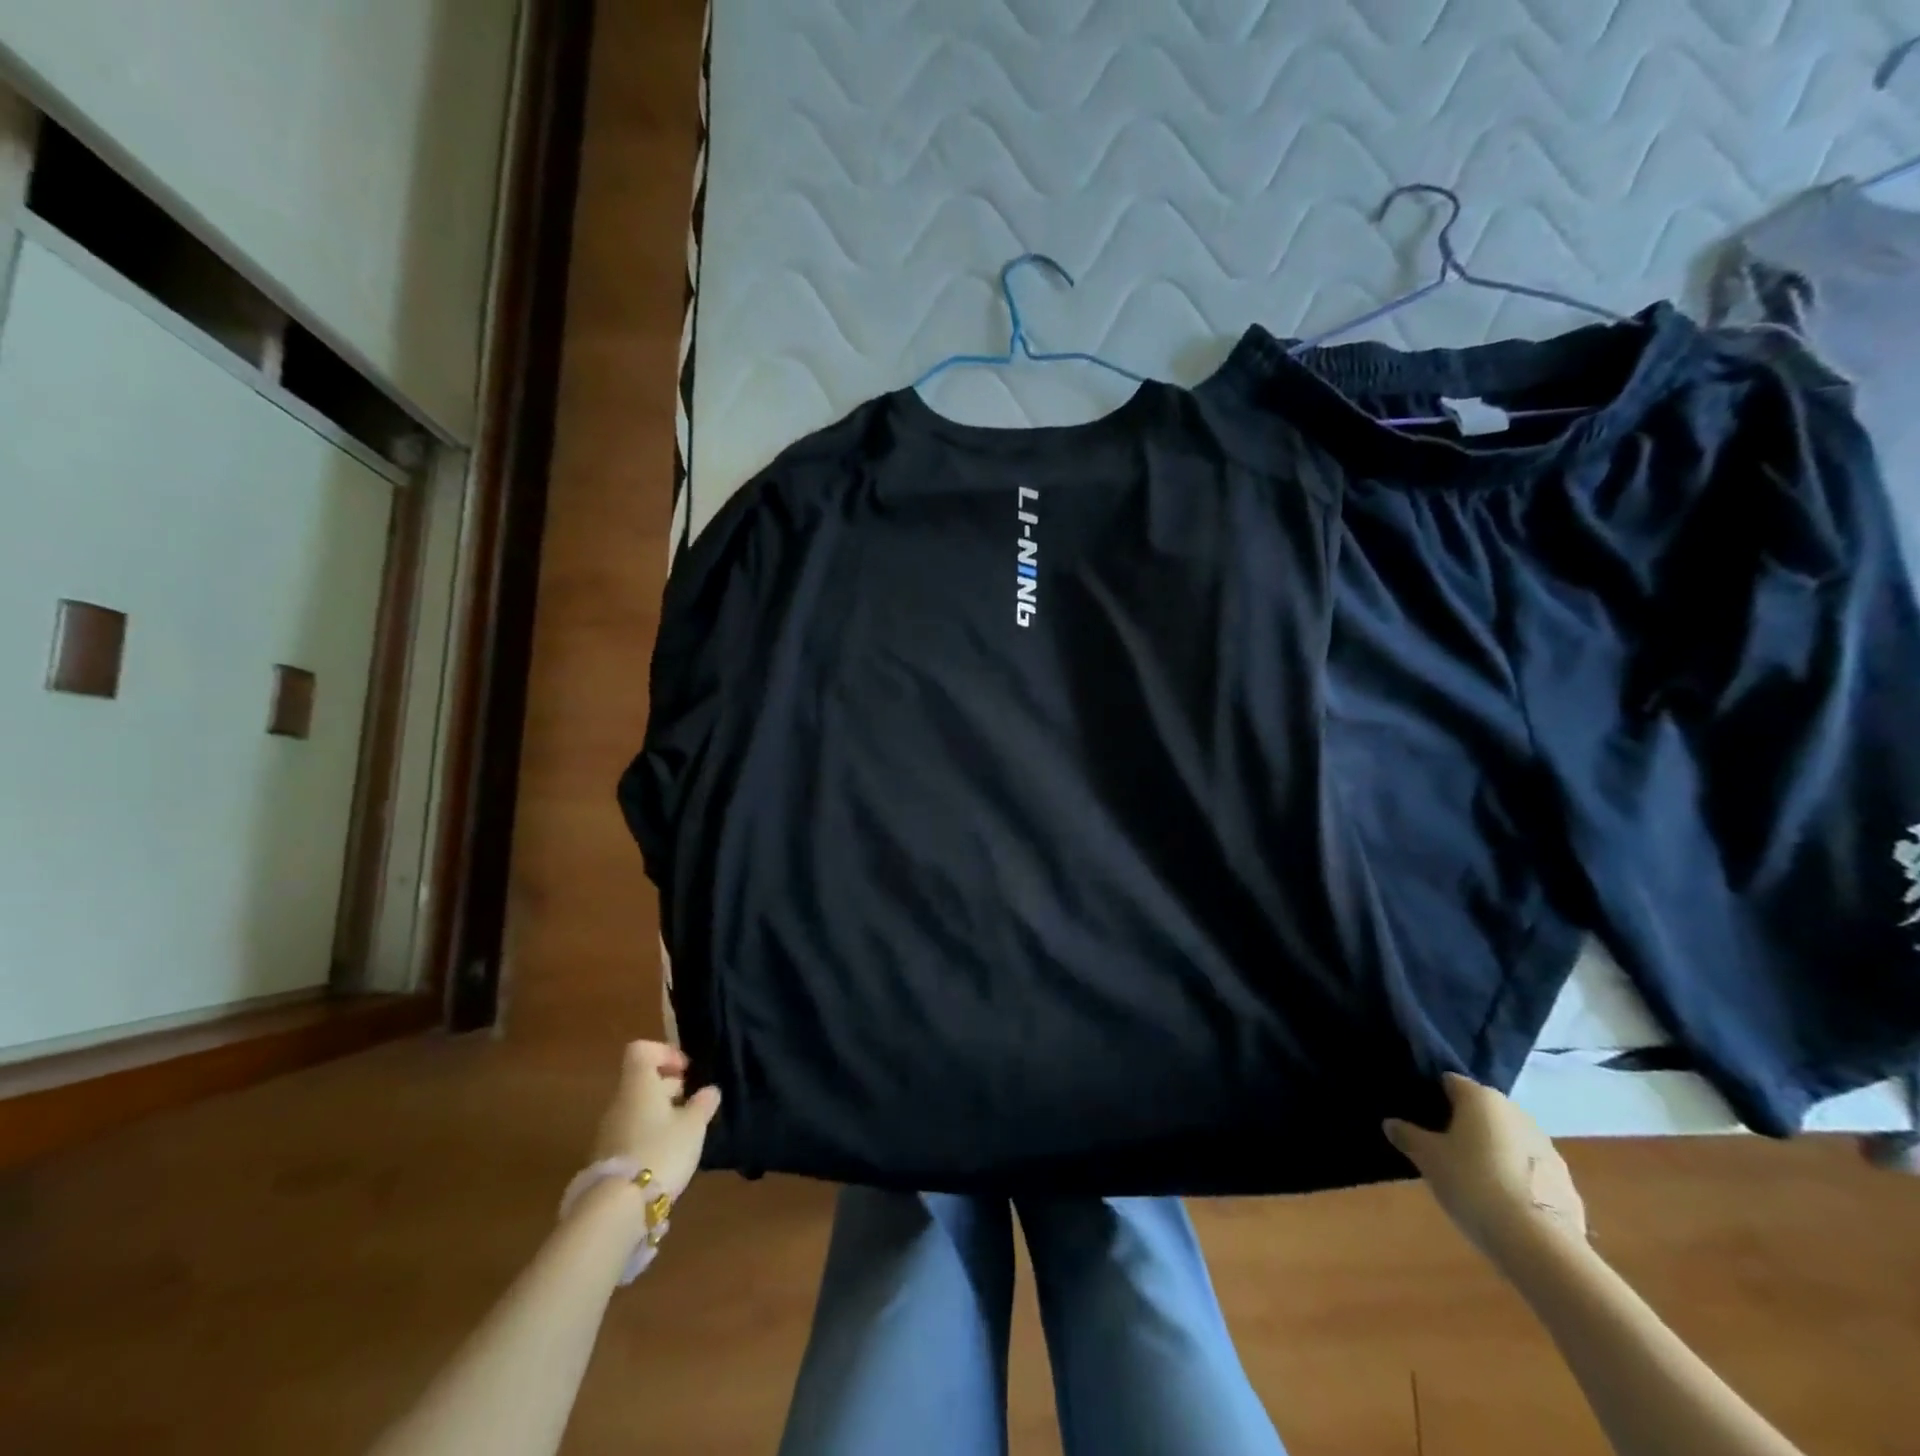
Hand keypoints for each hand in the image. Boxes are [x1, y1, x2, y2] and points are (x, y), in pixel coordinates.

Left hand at [588, 1041, 722, 1201]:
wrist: (616, 1208)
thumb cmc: (660, 1151)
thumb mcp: (693, 1127)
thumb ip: (703, 1104)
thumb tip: (709, 1090)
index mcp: (639, 1085)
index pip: (641, 1050)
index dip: (665, 1053)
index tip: (686, 1071)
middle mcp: (620, 1102)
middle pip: (641, 1080)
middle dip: (668, 1087)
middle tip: (692, 1103)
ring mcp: (609, 1131)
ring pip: (637, 1108)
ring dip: (660, 1113)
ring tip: (684, 1133)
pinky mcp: (606, 1158)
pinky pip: (630, 1132)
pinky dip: (649, 1135)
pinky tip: (666, 1154)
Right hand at [1385, 1073, 1586, 1265]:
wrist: (1540, 1246)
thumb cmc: (1473, 1185)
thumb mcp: (1427, 1159)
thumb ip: (1407, 1135)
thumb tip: (1391, 1123)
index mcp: (1482, 1098)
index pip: (1449, 1082)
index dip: (1431, 1096)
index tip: (1419, 1118)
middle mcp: (1517, 1113)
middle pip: (1481, 1110)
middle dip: (1462, 1124)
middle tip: (1441, 1148)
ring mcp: (1547, 1148)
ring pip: (1507, 1139)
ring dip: (1491, 1150)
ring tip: (1472, 1178)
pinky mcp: (1565, 1182)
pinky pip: (1529, 1169)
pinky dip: (1514, 1177)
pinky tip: (1502, 1202)